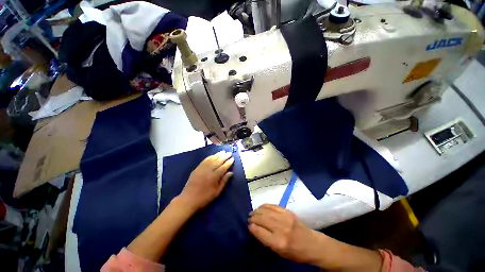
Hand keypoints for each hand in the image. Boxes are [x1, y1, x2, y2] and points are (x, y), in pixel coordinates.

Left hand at [179, 151, 233, 210]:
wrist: (188, 199)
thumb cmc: (205, 198)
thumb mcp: (217, 192)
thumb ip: (224, 181)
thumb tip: (231, 172)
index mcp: (214, 177)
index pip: (223, 167)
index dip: (228, 163)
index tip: (233, 158)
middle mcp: (208, 171)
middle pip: (218, 161)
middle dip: (224, 156)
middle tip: (229, 153)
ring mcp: (201, 168)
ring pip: (211, 159)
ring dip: (218, 155)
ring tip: (223, 151)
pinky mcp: (197, 168)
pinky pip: (205, 160)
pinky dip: (210, 156)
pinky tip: (214, 155)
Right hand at [248, 204, 319, 263]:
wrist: (311, 243)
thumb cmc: (295, 252)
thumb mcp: (279, 252)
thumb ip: (266, 240)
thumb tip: (254, 228)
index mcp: (278, 243)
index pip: (259, 231)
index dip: (252, 227)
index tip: (248, 225)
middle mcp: (281, 228)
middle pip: (261, 219)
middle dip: (253, 217)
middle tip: (249, 218)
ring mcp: (285, 217)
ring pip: (265, 210)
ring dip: (257, 211)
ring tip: (253, 213)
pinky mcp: (287, 211)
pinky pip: (272, 205)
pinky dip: (264, 206)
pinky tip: (261, 208)